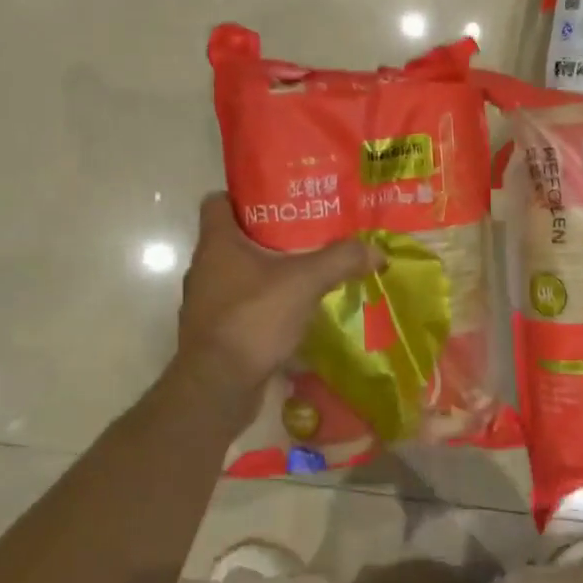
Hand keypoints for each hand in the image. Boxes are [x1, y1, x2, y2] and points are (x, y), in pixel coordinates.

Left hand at [175, 194, 380, 412]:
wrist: (218, 387)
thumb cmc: (253, 318)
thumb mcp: (305, 282)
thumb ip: (341, 260)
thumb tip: (377, 250)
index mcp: (216, 243)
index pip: (217, 201)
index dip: (243, 195)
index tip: (279, 198)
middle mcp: (205, 268)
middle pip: (233, 237)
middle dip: (268, 234)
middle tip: (307, 231)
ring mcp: (207, 302)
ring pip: (238, 273)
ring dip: (267, 271)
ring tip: (305, 269)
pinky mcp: (216, 331)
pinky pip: (242, 305)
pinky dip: (264, 303)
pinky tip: (294, 309)